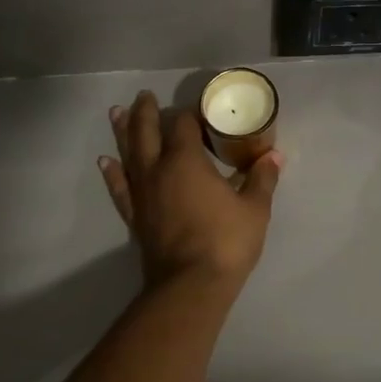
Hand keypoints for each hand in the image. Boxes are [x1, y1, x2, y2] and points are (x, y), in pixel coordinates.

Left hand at [98, 90, 283, 290]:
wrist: (190, 286)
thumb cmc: (226, 241)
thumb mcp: (254, 208)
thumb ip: (261, 179)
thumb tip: (274, 156)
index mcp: (186, 160)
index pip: (182, 123)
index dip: (190, 112)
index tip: (200, 108)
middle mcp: (158, 169)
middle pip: (146, 131)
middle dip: (146, 111)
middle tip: (144, 95)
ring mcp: (142, 193)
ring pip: (127, 154)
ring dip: (123, 132)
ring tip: (116, 113)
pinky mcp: (135, 216)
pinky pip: (120, 187)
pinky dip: (113, 173)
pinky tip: (106, 162)